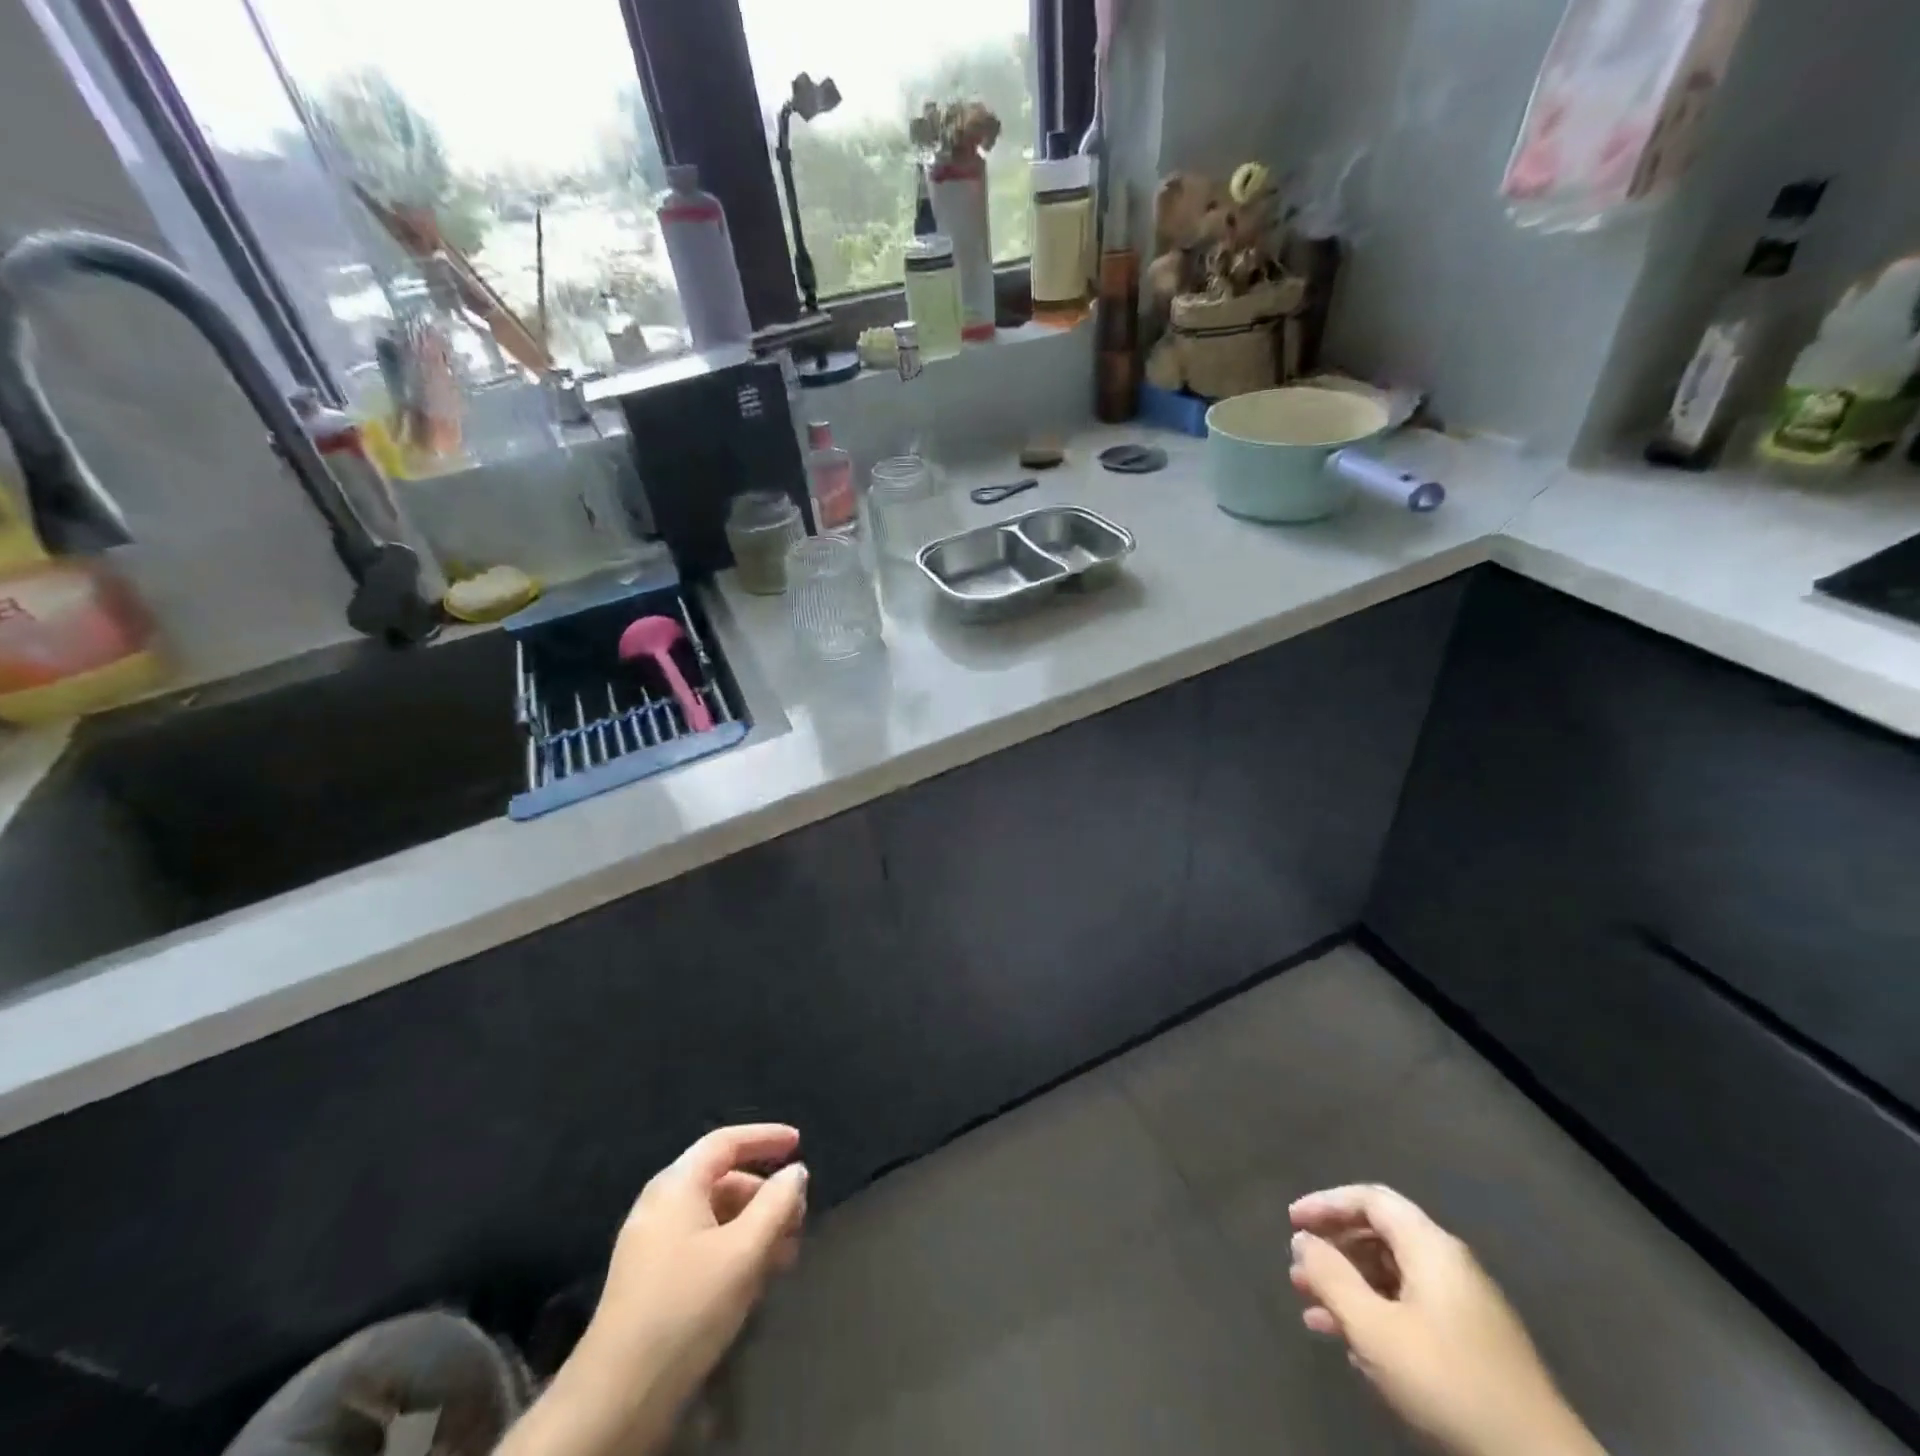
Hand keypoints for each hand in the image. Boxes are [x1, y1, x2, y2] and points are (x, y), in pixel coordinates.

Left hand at [590, 1123, 807, 1390]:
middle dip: (765, 1194)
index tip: (799, 1143)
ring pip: (714, 1216)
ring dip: (753, 1227)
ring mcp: (651, 1243)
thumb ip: (777, 1204)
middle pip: (722, 1179)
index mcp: (677, 1185)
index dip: (765, 1137)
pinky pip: (701, 1244)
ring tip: (785, 1255)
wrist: (617, 1397)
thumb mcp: (744, 1252)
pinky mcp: (650, 1279)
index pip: (726, 1141)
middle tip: (799, 1218)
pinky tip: (755, 1279)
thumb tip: (796, 1172)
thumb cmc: (686, 1308)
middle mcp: (660, 1204)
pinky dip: (733, 1249)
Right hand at [1288, 1185, 1602, 1455]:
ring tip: (1313, 1314)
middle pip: (1380, 1237)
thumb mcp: (1374, 1327)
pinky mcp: (1473, 1348)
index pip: (1371, 1199)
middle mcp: (1451, 1266)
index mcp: (1432, 1247)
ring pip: (1393, 1279)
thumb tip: (1303, 1240)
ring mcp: (1466, 1309)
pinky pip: (1411, 1311)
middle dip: (1334, 1252)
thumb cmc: (1447, 1381)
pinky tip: (1354, 1348)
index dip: (1326, 1204)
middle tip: (1298, 1273)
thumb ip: (1331, 1276)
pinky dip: (1376, 1317)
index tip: (1291, 1222)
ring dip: (1350, 1290)